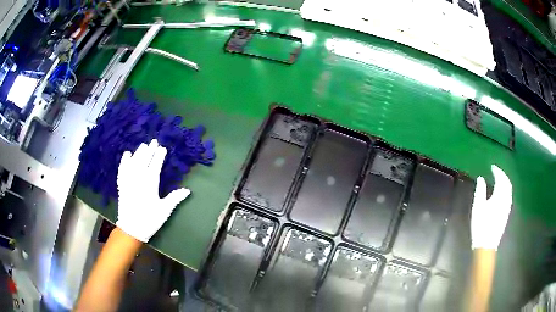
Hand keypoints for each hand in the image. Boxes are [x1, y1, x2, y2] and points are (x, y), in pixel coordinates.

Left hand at [116, 139, 189, 241]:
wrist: (132, 229)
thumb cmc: (150, 219)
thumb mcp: (164, 210)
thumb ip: (175, 198)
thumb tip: (187, 190)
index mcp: (150, 184)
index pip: (155, 165)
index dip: (159, 156)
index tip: (162, 148)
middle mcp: (138, 178)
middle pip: (144, 160)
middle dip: (149, 150)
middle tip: (154, 141)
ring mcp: (129, 181)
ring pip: (133, 162)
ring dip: (138, 153)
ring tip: (143, 145)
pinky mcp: (122, 185)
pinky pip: (122, 169)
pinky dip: (124, 161)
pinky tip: (127, 154)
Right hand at [471, 164, 512, 249]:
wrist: (486, 244)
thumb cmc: (481, 225)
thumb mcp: (478, 207)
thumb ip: (480, 191)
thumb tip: (481, 178)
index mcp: (499, 196)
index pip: (501, 179)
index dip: (497, 171)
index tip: (492, 167)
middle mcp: (506, 199)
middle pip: (507, 183)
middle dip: (502, 175)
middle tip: (496, 171)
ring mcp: (507, 206)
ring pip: (509, 190)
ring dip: (505, 182)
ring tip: (499, 179)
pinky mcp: (506, 213)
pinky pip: (509, 196)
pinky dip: (506, 190)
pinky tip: (502, 192)